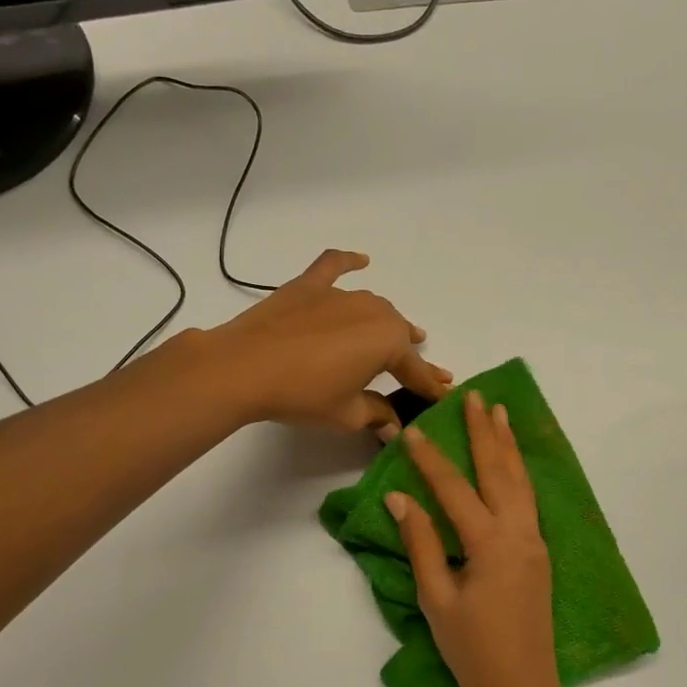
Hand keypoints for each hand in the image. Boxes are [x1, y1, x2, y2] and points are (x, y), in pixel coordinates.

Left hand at [205, 250, 451, 433]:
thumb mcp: (346, 415)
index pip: (416, 371)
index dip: (429, 387)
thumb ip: (377, 415)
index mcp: (388, 342)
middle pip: (398, 335)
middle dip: (410, 356)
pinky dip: (348, 262)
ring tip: (395, 336)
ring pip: (374, 308)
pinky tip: (361, 260)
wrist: (244, 368)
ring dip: (386, 323)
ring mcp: (340, 294)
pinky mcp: (309, 286)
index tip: (442, 396)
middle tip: (417, 378)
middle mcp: (373, 311)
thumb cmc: (303, 395)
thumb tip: (394, 426)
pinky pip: (334, 267)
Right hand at [388, 391, 566, 686]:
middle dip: (485, 432)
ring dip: (508, 446)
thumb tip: (399, 497)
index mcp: (490, 544)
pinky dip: (518, 473)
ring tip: (500, 413)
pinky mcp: (539, 554)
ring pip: (521, 482)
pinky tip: (511, 463)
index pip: (454, 489)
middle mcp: (519, 534)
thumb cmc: (473, 652)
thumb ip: (421, 543)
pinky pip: (528, 501)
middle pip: (500, 471)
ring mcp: (535, 543)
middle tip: (475, 396)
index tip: (412, 430)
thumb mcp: (437, 599)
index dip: (431, 459)